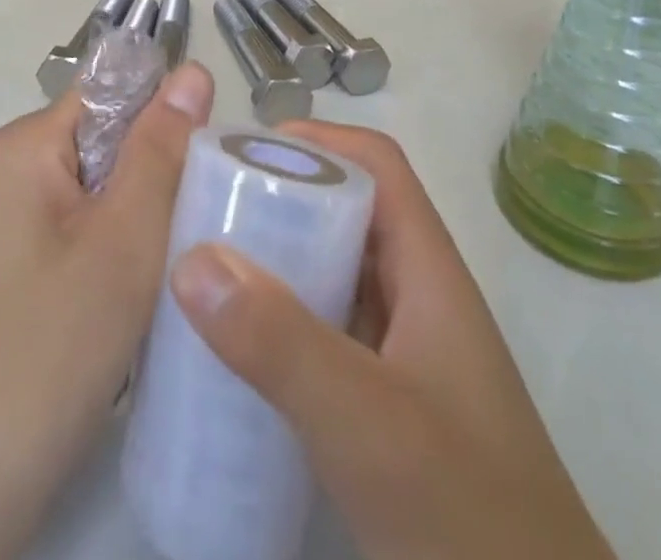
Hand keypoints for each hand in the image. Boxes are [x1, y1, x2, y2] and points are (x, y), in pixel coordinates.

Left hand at [0, 61, 214, 559]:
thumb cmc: (46, 353)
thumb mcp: (122, 244)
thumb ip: (160, 151)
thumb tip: (192, 70)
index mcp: (20, 147)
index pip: (111, 94)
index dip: (166, 120)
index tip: (209, 167)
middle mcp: (4, 171)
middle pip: (104, 143)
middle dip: (155, 177)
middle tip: (194, 229)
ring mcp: (2, 223)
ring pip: (97, 191)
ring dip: (139, 219)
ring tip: (171, 266)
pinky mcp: (9, 268)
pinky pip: (77, 230)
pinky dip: (113, 251)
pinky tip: (135, 297)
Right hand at [169, 122, 613, 559]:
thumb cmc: (469, 521)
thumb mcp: (369, 424)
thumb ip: (281, 343)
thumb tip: (191, 259)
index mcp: (429, 273)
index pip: (377, 166)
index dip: (317, 140)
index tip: (242, 152)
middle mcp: (419, 300)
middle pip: (350, 213)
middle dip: (281, 197)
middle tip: (205, 209)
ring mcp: (407, 358)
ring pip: (335, 274)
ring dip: (277, 260)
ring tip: (204, 267)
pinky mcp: (389, 410)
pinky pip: (327, 335)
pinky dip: (282, 324)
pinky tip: (235, 351)